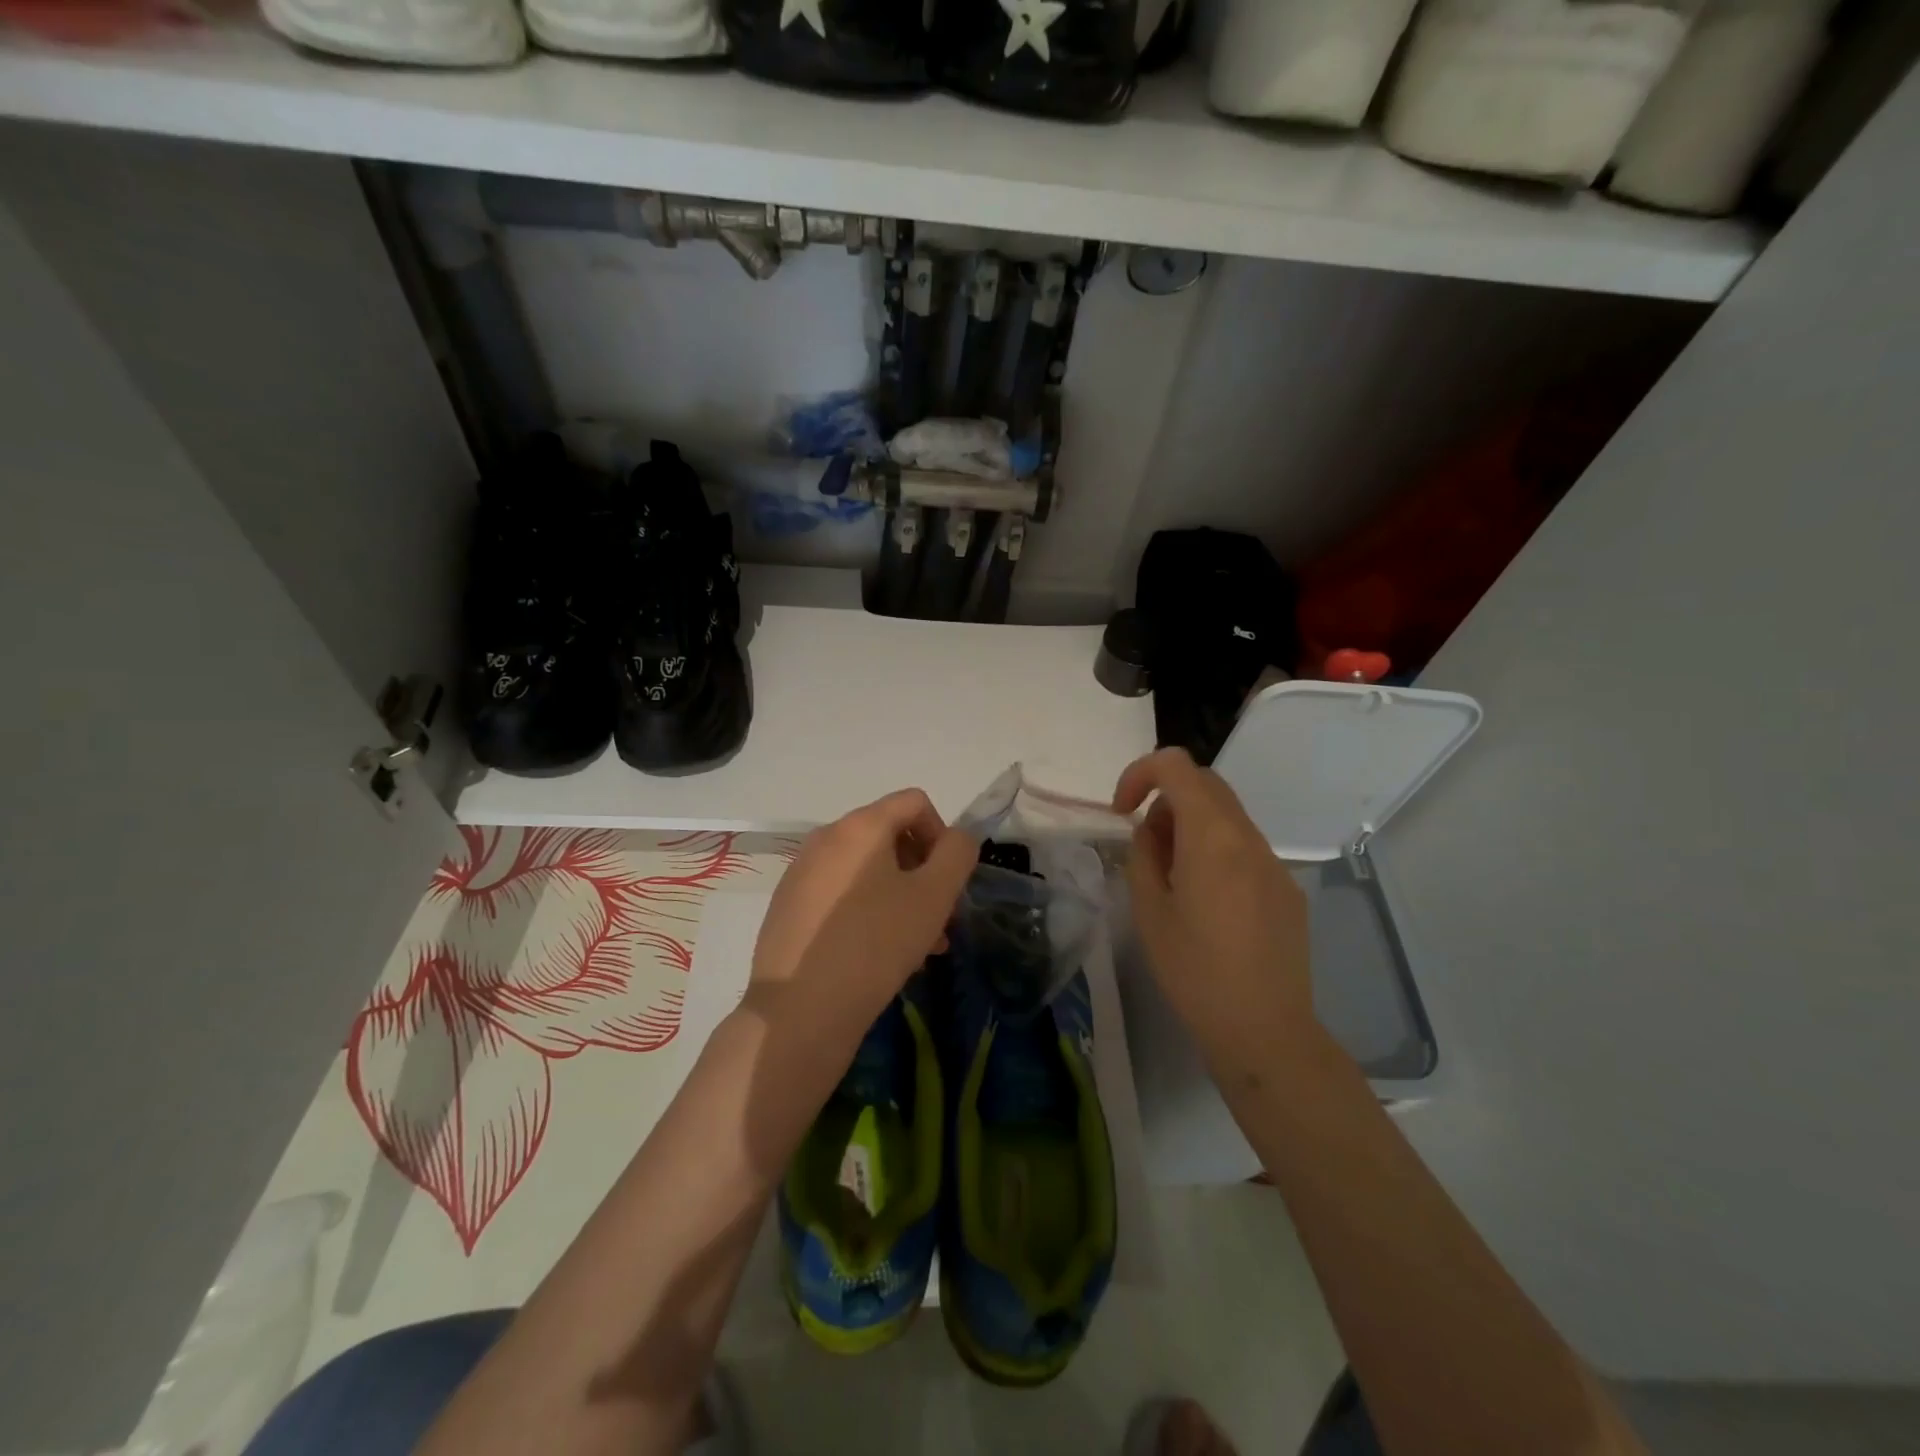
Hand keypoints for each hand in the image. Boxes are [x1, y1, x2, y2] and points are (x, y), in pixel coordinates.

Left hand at [746, 788, 977, 1036]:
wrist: (799, 1010)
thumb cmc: (876, 944)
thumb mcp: (934, 896)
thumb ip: (957, 854)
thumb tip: (955, 839)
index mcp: (860, 825)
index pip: (915, 802)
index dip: (942, 834)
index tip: (948, 881)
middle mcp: (826, 837)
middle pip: (889, 836)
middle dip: (922, 871)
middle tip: (938, 919)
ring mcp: (802, 872)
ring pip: (866, 870)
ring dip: (899, 896)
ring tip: (918, 946)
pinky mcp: (788, 906)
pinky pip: (840, 893)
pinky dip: (867, 910)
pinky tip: (878, 954)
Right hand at [1114, 749, 1313, 1069]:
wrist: (1264, 1029)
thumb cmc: (1194, 971)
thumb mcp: (1149, 911)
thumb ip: (1144, 855)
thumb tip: (1151, 831)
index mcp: (1212, 837)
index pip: (1177, 766)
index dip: (1140, 774)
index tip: (1123, 811)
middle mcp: (1249, 838)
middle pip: (1206, 785)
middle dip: (1166, 799)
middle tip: (1147, 846)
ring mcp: (1274, 863)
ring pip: (1227, 817)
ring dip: (1192, 827)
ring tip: (1174, 880)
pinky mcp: (1287, 889)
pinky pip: (1245, 849)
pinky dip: (1217, 852)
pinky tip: (1209, 905)